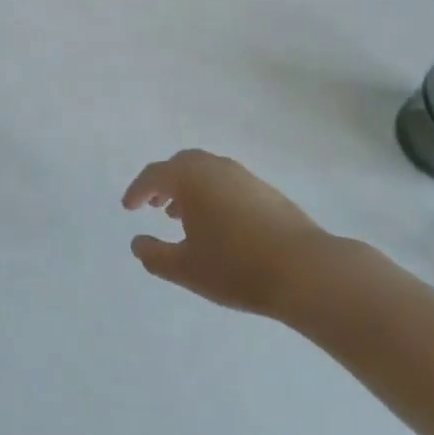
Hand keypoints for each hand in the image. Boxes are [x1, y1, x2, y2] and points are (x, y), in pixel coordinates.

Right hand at [122, 150, 334, 317]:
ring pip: (206, 172)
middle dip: (164, 183)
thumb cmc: (236, 267)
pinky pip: (226, 182)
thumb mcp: (186, 269)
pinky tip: (218, 224)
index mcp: (190, 178)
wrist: (304, 269)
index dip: (137, 191)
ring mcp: (244, 176)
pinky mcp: (266, 190)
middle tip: (155, 205)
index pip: (154, 175)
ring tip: (183, 217)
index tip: (128, 208)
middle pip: (181, 165)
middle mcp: (215, 167)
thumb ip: (154, 255)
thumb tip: (137, 242)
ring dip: (189, 188)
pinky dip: (212, 194)